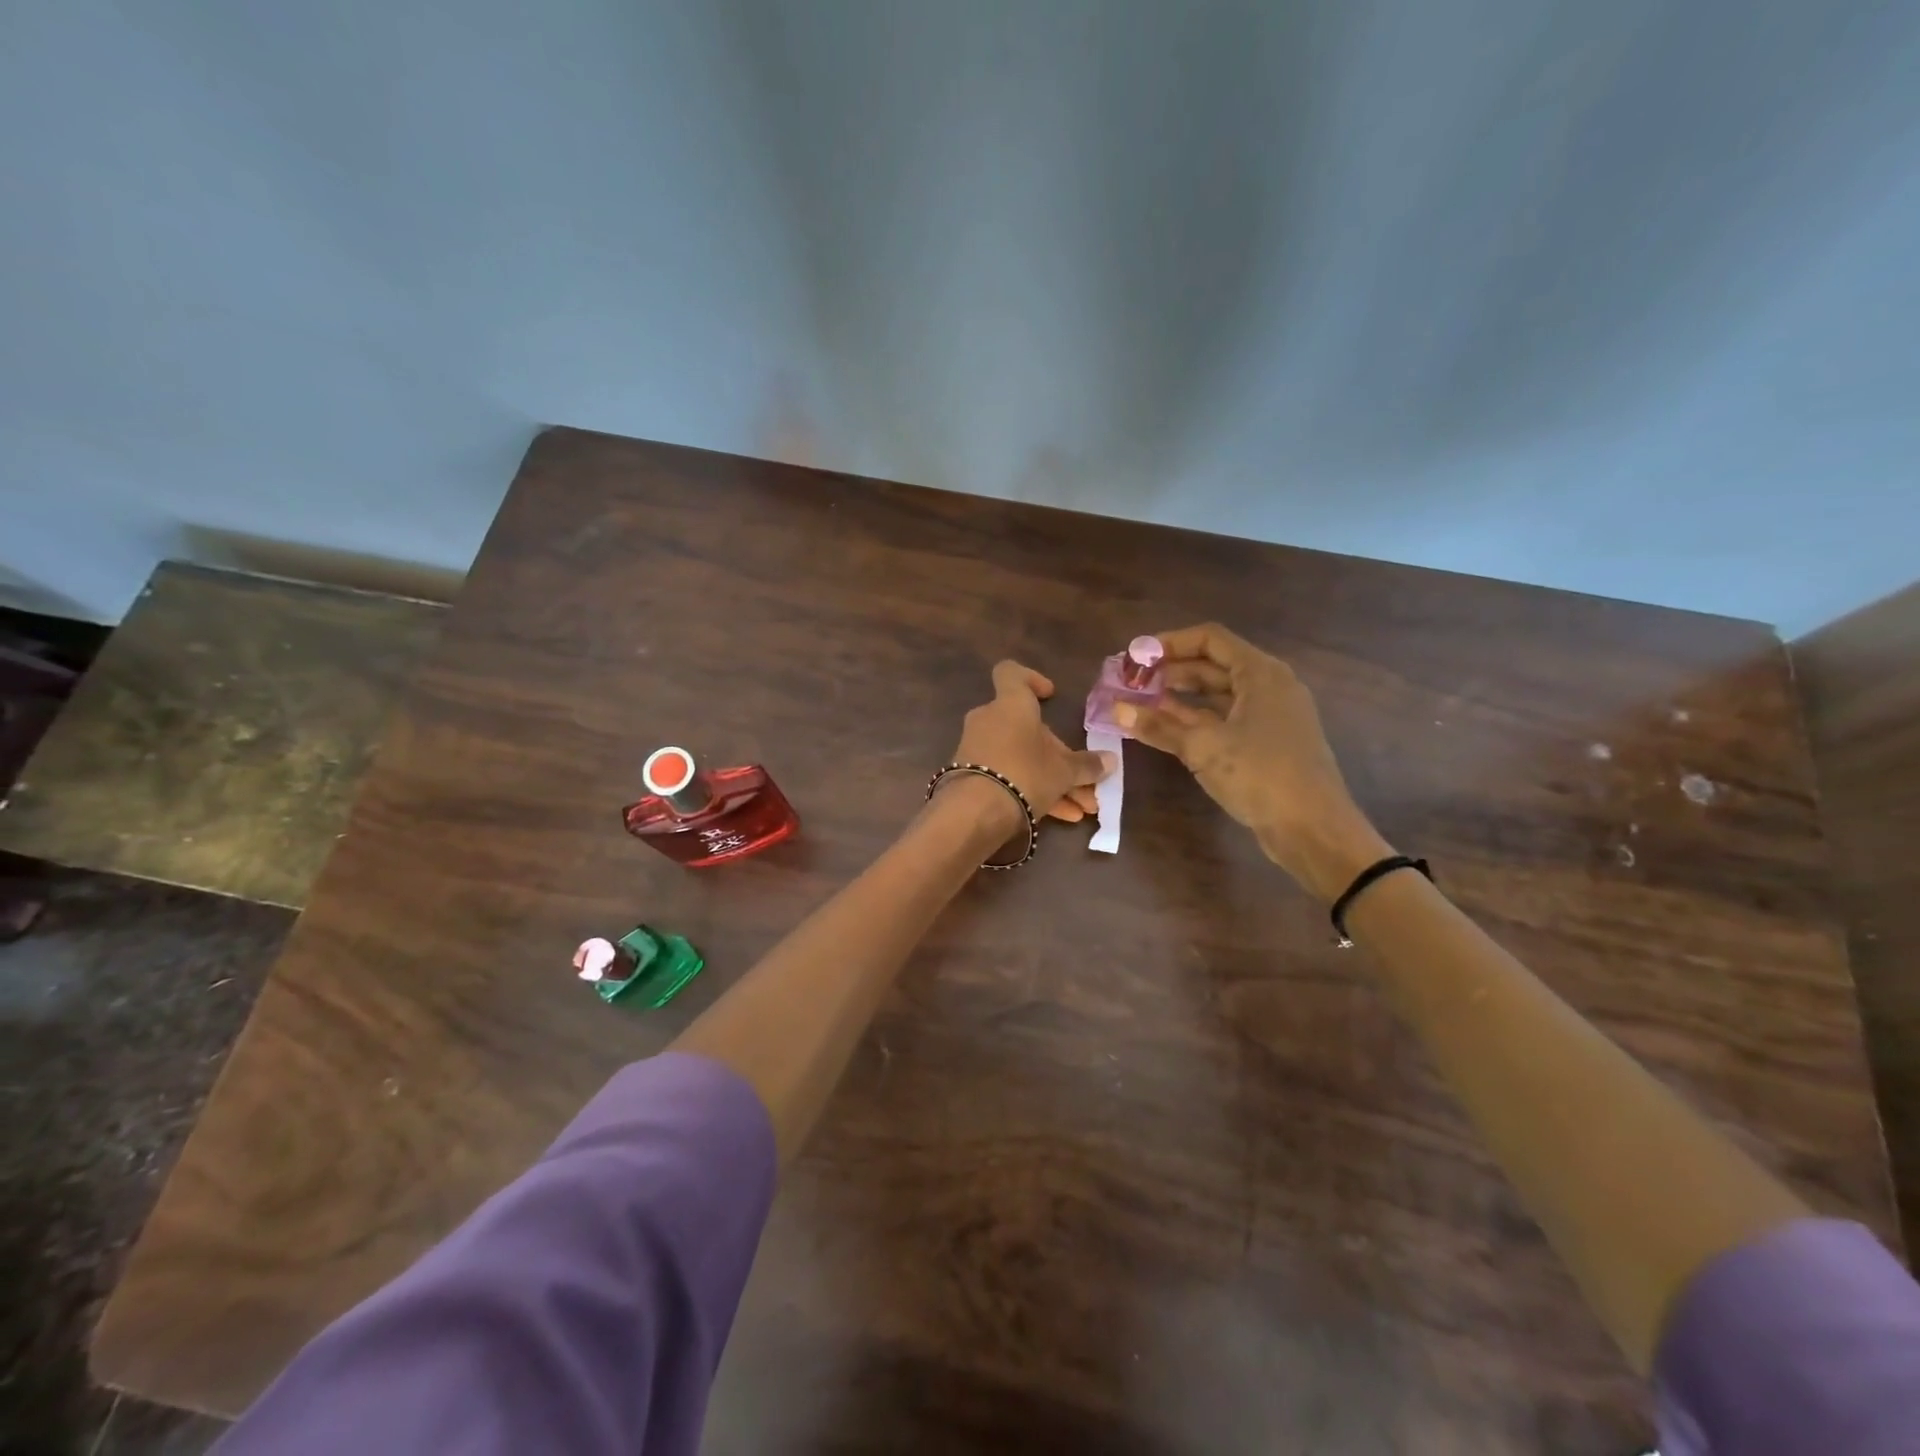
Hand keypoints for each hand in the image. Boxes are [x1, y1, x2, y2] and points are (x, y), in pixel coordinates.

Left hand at [944, 660, 1114, 836]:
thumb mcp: (1064, 772)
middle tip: (1085, 780)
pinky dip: (1033, 791)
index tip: (1049, 695)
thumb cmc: (1025, 773)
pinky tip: (1062, 817)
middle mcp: (990, 720)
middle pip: (1028, 729)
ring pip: (1022, 758)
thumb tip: (1111, 760)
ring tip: (1083, 808)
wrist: (974, 813)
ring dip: (1053, 780)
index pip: (1011, 674)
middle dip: (1060, 756)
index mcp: (1011, 705)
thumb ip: (1087, 765)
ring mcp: (978, 749)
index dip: (1031, 679)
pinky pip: (1008, 777)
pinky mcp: (971, 776)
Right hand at [1114, 624, 1391, 900]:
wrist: (1313, 829)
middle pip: (1213, 665)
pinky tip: (1167, 729)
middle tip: (1131, 682)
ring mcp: (1271, 715)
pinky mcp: (1268, 743)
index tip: (1136, 656)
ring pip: (1218, 694)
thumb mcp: (1203, 747)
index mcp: (1260, 673)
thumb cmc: (1260, 775)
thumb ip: (1158, 725)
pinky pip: (1226, 719)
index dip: (1170, 643)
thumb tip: (1117, 709)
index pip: (1210, 639)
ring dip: (1180, 697)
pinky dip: (1196, 720)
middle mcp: (1269, 686)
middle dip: (1171, 671)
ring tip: (1140, 704)